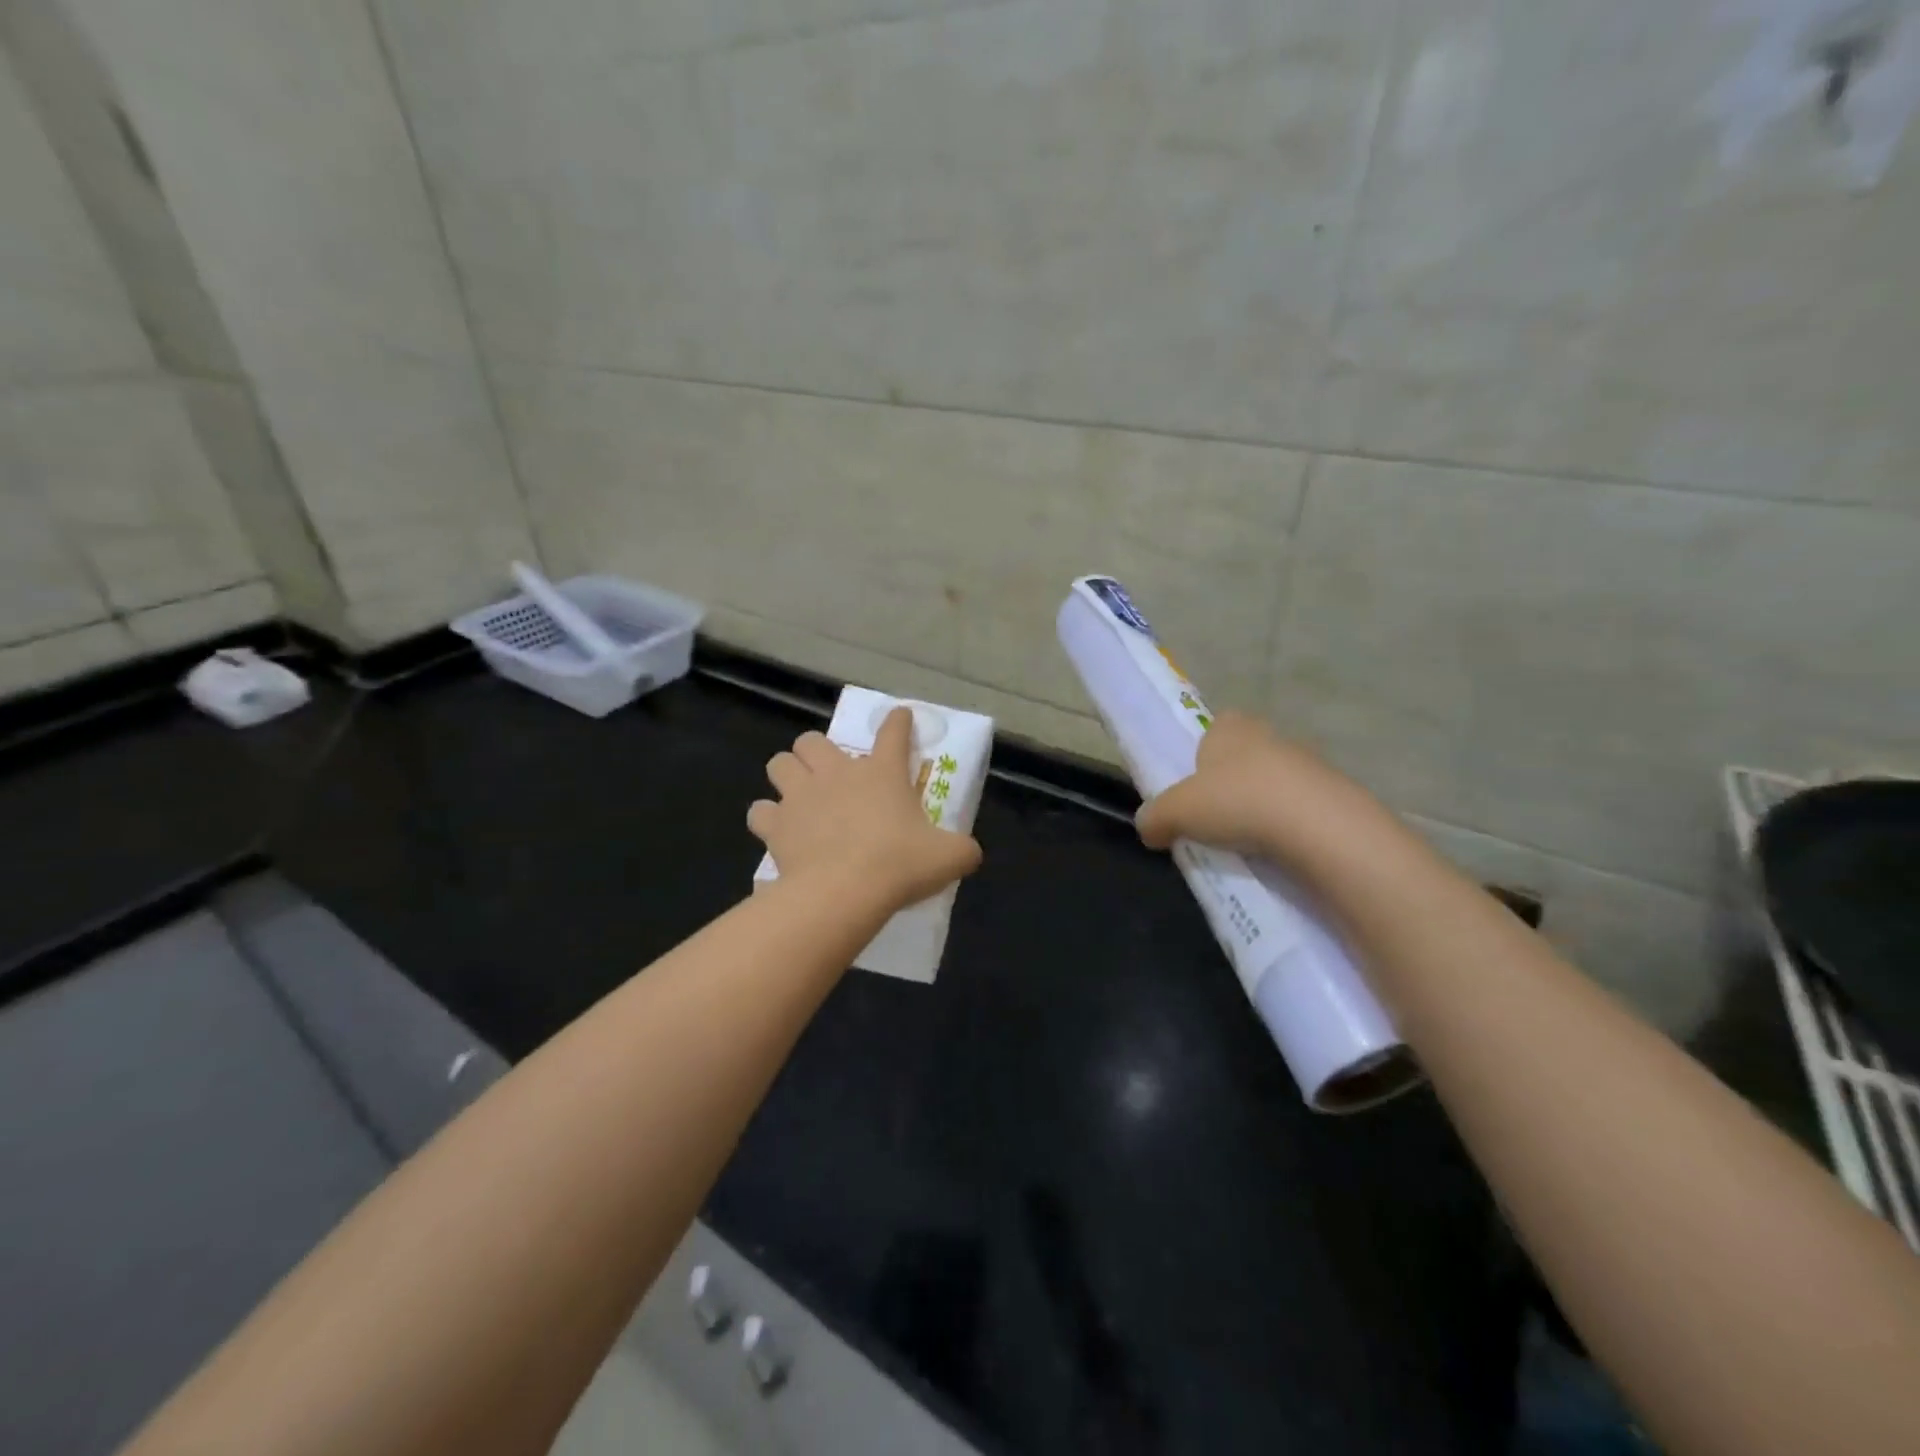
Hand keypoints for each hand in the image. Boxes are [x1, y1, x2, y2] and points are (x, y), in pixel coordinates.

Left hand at [750, 707, 982, 910]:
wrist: (844, 891)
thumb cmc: (899, 865)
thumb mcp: (949, 857)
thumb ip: (963, 849)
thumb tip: (971, 852)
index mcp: (882, 772)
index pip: (893, 732)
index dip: (898, 722)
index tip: (900, 717)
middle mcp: (837, 773)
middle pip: (812, 740)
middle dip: (817, 751)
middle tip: (829, 773)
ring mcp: (801, 795)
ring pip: (779, 763)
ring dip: (788, 774)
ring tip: (799, 795)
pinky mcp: (776, 824)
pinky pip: (760, 811)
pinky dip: (768, 818)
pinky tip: (779, 830)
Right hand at [1135, 710, 1353, 856]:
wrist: (1319, 828)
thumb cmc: (1236, 802)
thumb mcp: (1175, 812)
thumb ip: (1154, 817)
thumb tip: (1147, 827)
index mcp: (1231, 727)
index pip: (1214, 727)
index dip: (1202, 755)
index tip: (1195, 788)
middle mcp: (1270, 736)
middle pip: (1244, 758)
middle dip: (1231, 785)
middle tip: (1215, 820)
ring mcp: (1309, 764)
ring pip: (1275, 784)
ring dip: (1262, 808)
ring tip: (1247, 844)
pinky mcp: (1336, 796)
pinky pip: (1302, 810)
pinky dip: (1290, 829)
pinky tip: (1280, 853)